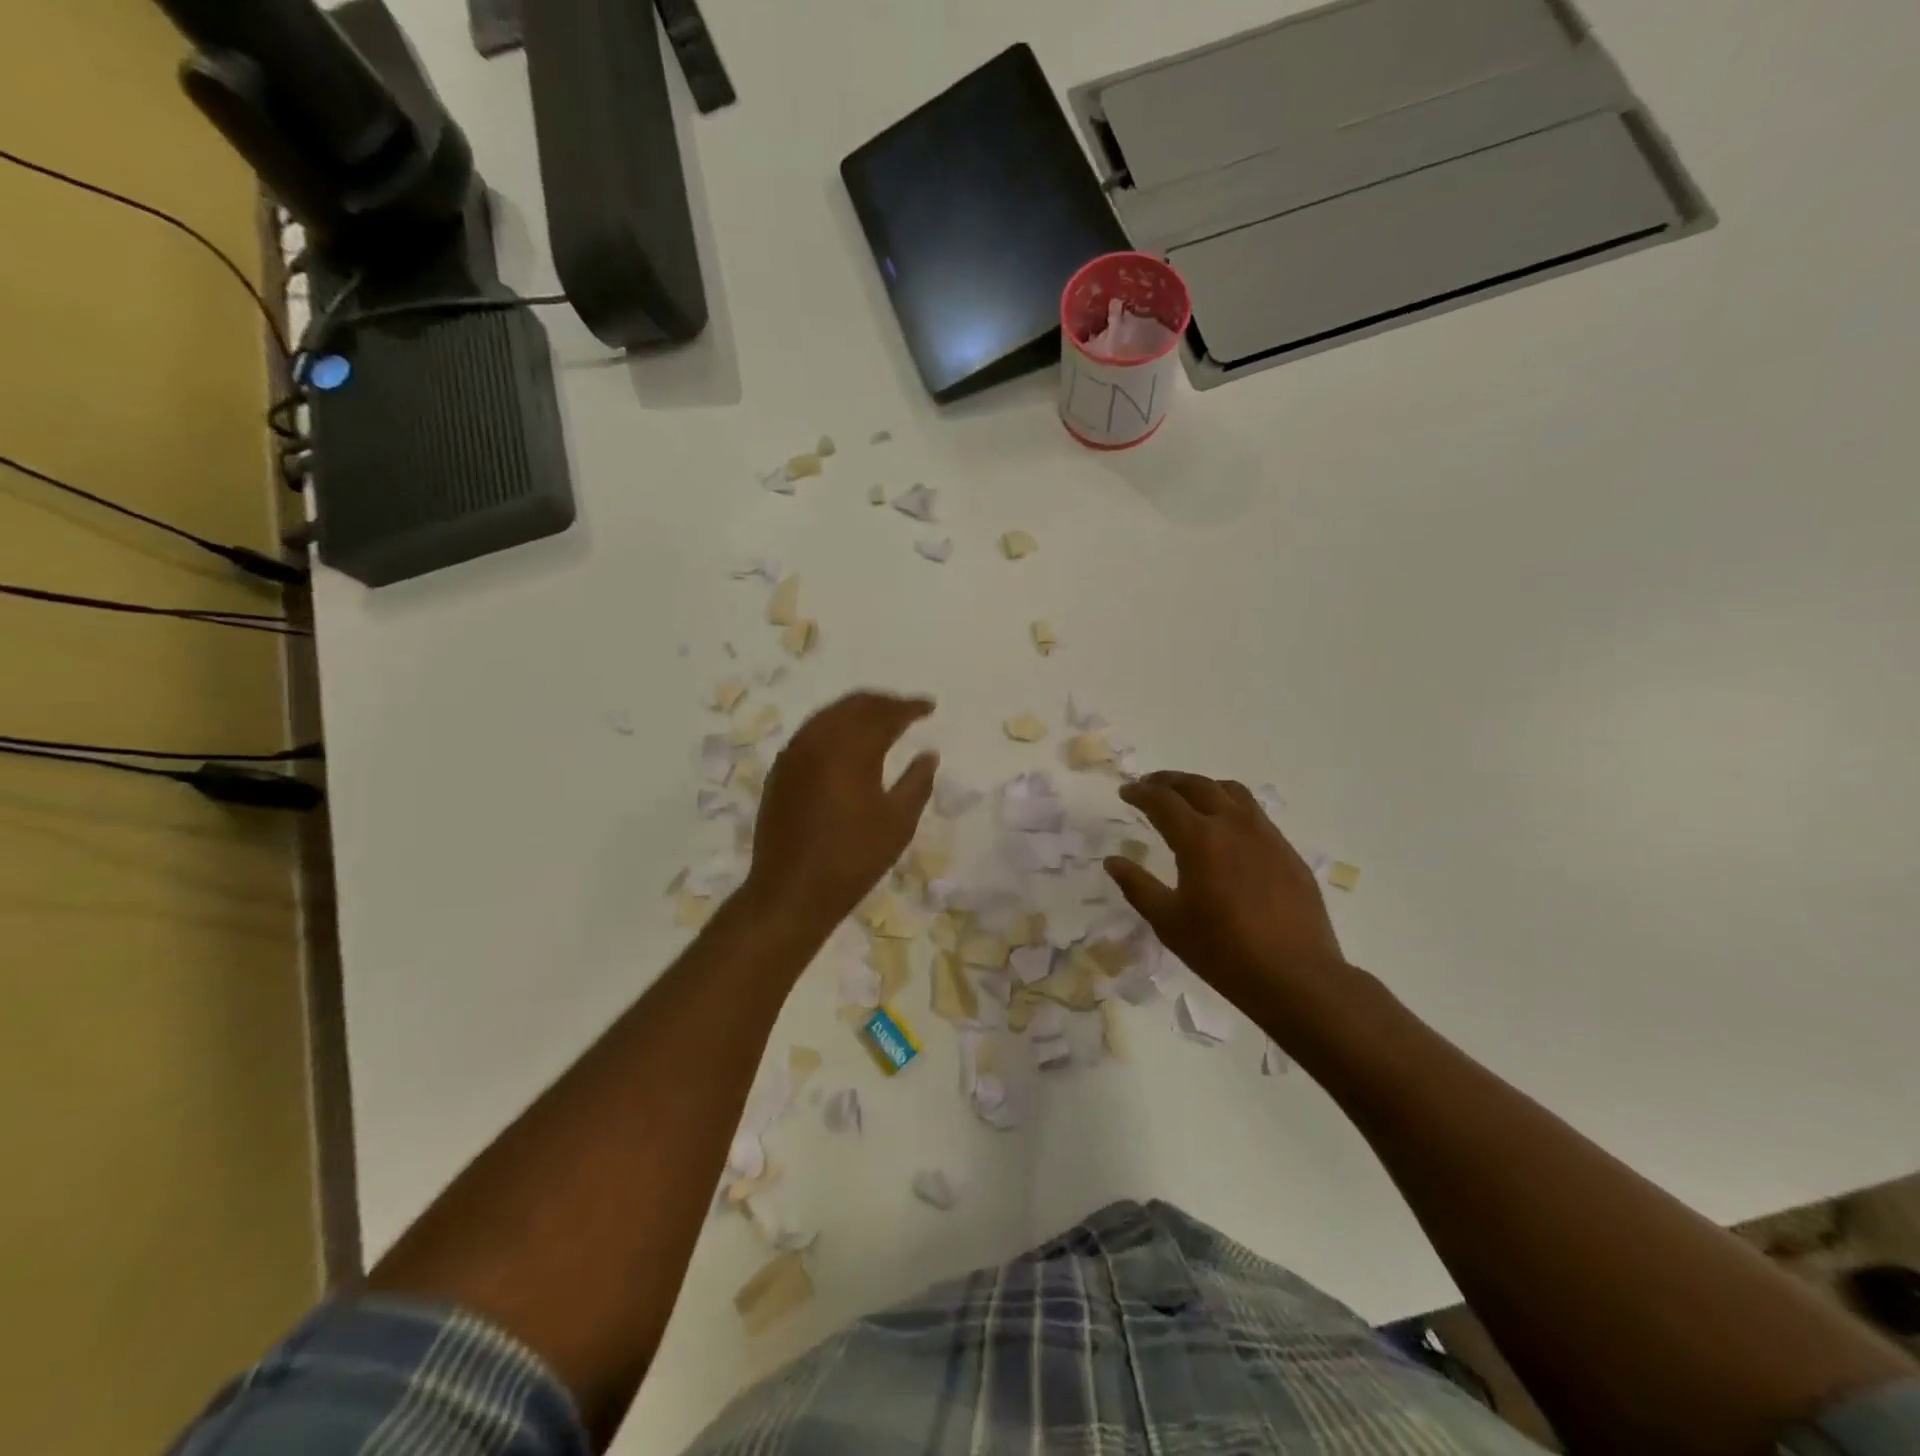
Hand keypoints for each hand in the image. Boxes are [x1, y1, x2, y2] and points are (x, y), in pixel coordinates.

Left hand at [744, 691, 938, 934]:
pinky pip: (811, 733)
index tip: (930, 707)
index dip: (910, 707)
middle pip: (854, 705)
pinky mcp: (780, 771)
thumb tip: (929, 754)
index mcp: (851, 748)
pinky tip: (846, 745)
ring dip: (856, 712)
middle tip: (906, 710)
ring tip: (879, 722)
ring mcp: (794, 754)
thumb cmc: (853, 858)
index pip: (885, 713)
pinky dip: (834, 727)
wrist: (791, 891)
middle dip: (882, 703)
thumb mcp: (898, 823)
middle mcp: (819, 740)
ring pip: (829, 715)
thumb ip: (917, 782)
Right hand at [1104, 771, 1350, 1016]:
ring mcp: (1265, 835)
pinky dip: (1231, 806)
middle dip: (1168, 781)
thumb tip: (1113, 861)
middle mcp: (1233, 825)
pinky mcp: (1287, 851)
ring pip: (1231, 791)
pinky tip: (1226, 829)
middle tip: (1150, 786)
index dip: (1140, 793)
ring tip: (1187, 797)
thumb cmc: (1223, 951)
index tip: (1125, 792)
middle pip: (1197, 785)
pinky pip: (1254, 813)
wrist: (1296, 976)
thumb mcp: (1169, 922)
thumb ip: (1137, 886)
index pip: (1163, 801)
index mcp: (1199, 839)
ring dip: (1202, 787)